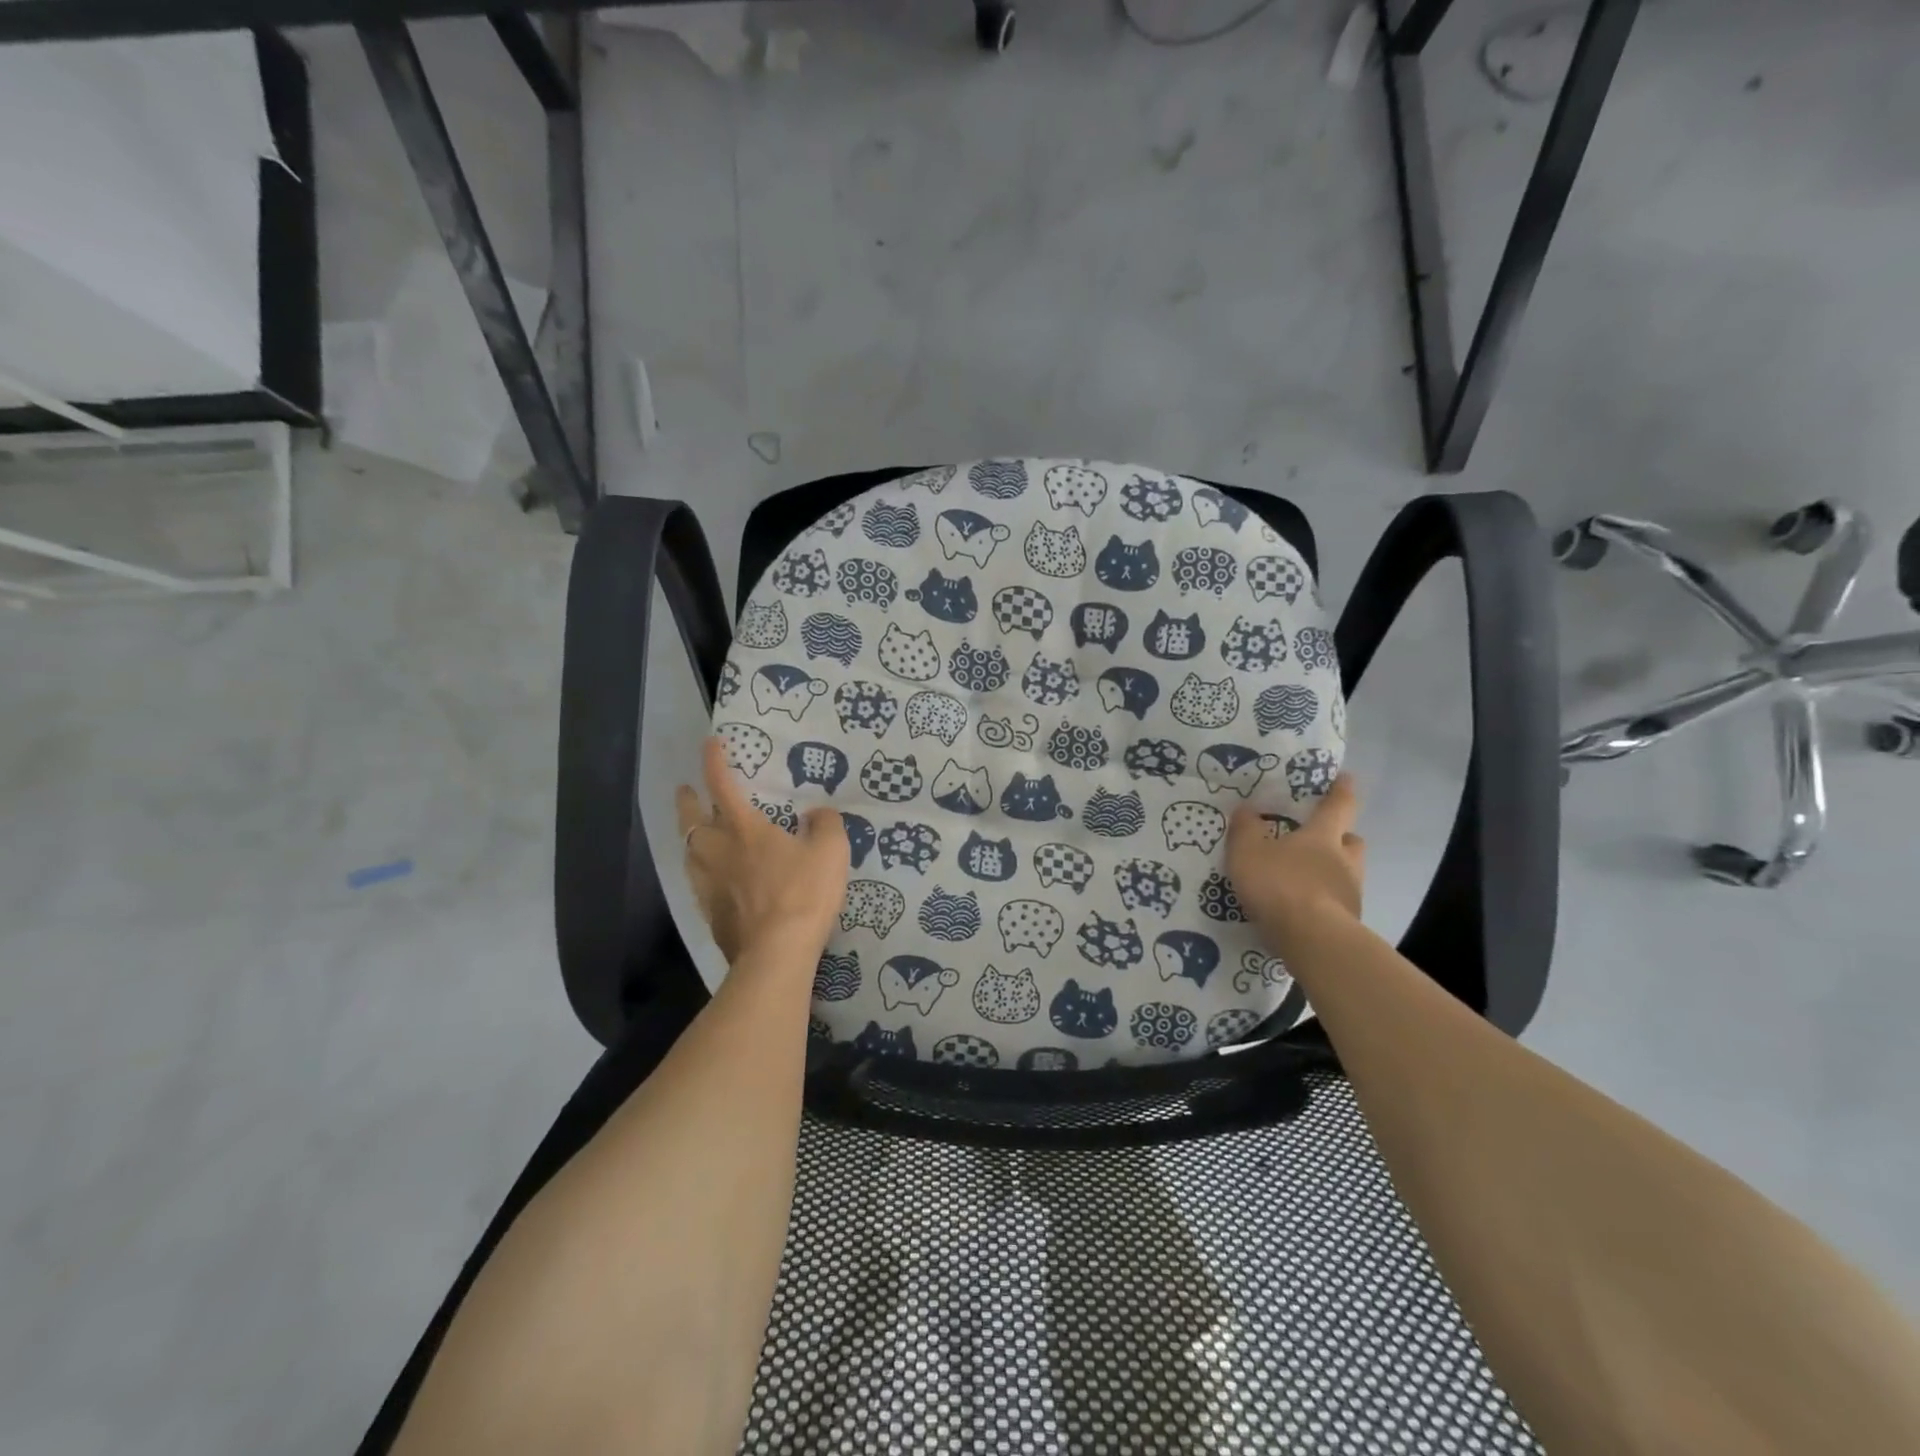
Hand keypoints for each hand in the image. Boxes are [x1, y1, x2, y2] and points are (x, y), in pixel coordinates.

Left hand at [675, 738, 849, 963]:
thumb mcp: (831, 850)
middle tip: (685, 791)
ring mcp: (709, 884)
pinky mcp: (710, 913)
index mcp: (744, 829)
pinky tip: (712, 878)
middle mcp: (718, 851)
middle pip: (691, 820)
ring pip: (689, 852)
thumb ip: (825, 824)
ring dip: (690, 836)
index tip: (710, 743)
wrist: (777, 952)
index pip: (722, 785)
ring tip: (696, 833)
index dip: (715, 761)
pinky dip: (701, 870)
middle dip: (687, 801)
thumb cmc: (804, 892)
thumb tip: (815, 814)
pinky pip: (699, 882)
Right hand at [1226, 774, 1365, 952]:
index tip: (1346, 778)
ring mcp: (1350, 894)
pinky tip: (1303, 909)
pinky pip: (1337, 903)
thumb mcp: (1247, 852)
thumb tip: (1246, 808)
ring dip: (1332, 871)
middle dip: (1341, 836)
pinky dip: (1323, 901)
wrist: (1312, 940)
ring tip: (1305, 878)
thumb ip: (1245, 829)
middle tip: (1324, 837)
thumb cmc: (1280, 885)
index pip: (1339, 806)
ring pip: (1347, 874)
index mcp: (1323, 836)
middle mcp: (1345, 861)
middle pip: (1351, 841)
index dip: (1341, 790)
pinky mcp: (1348, 924)